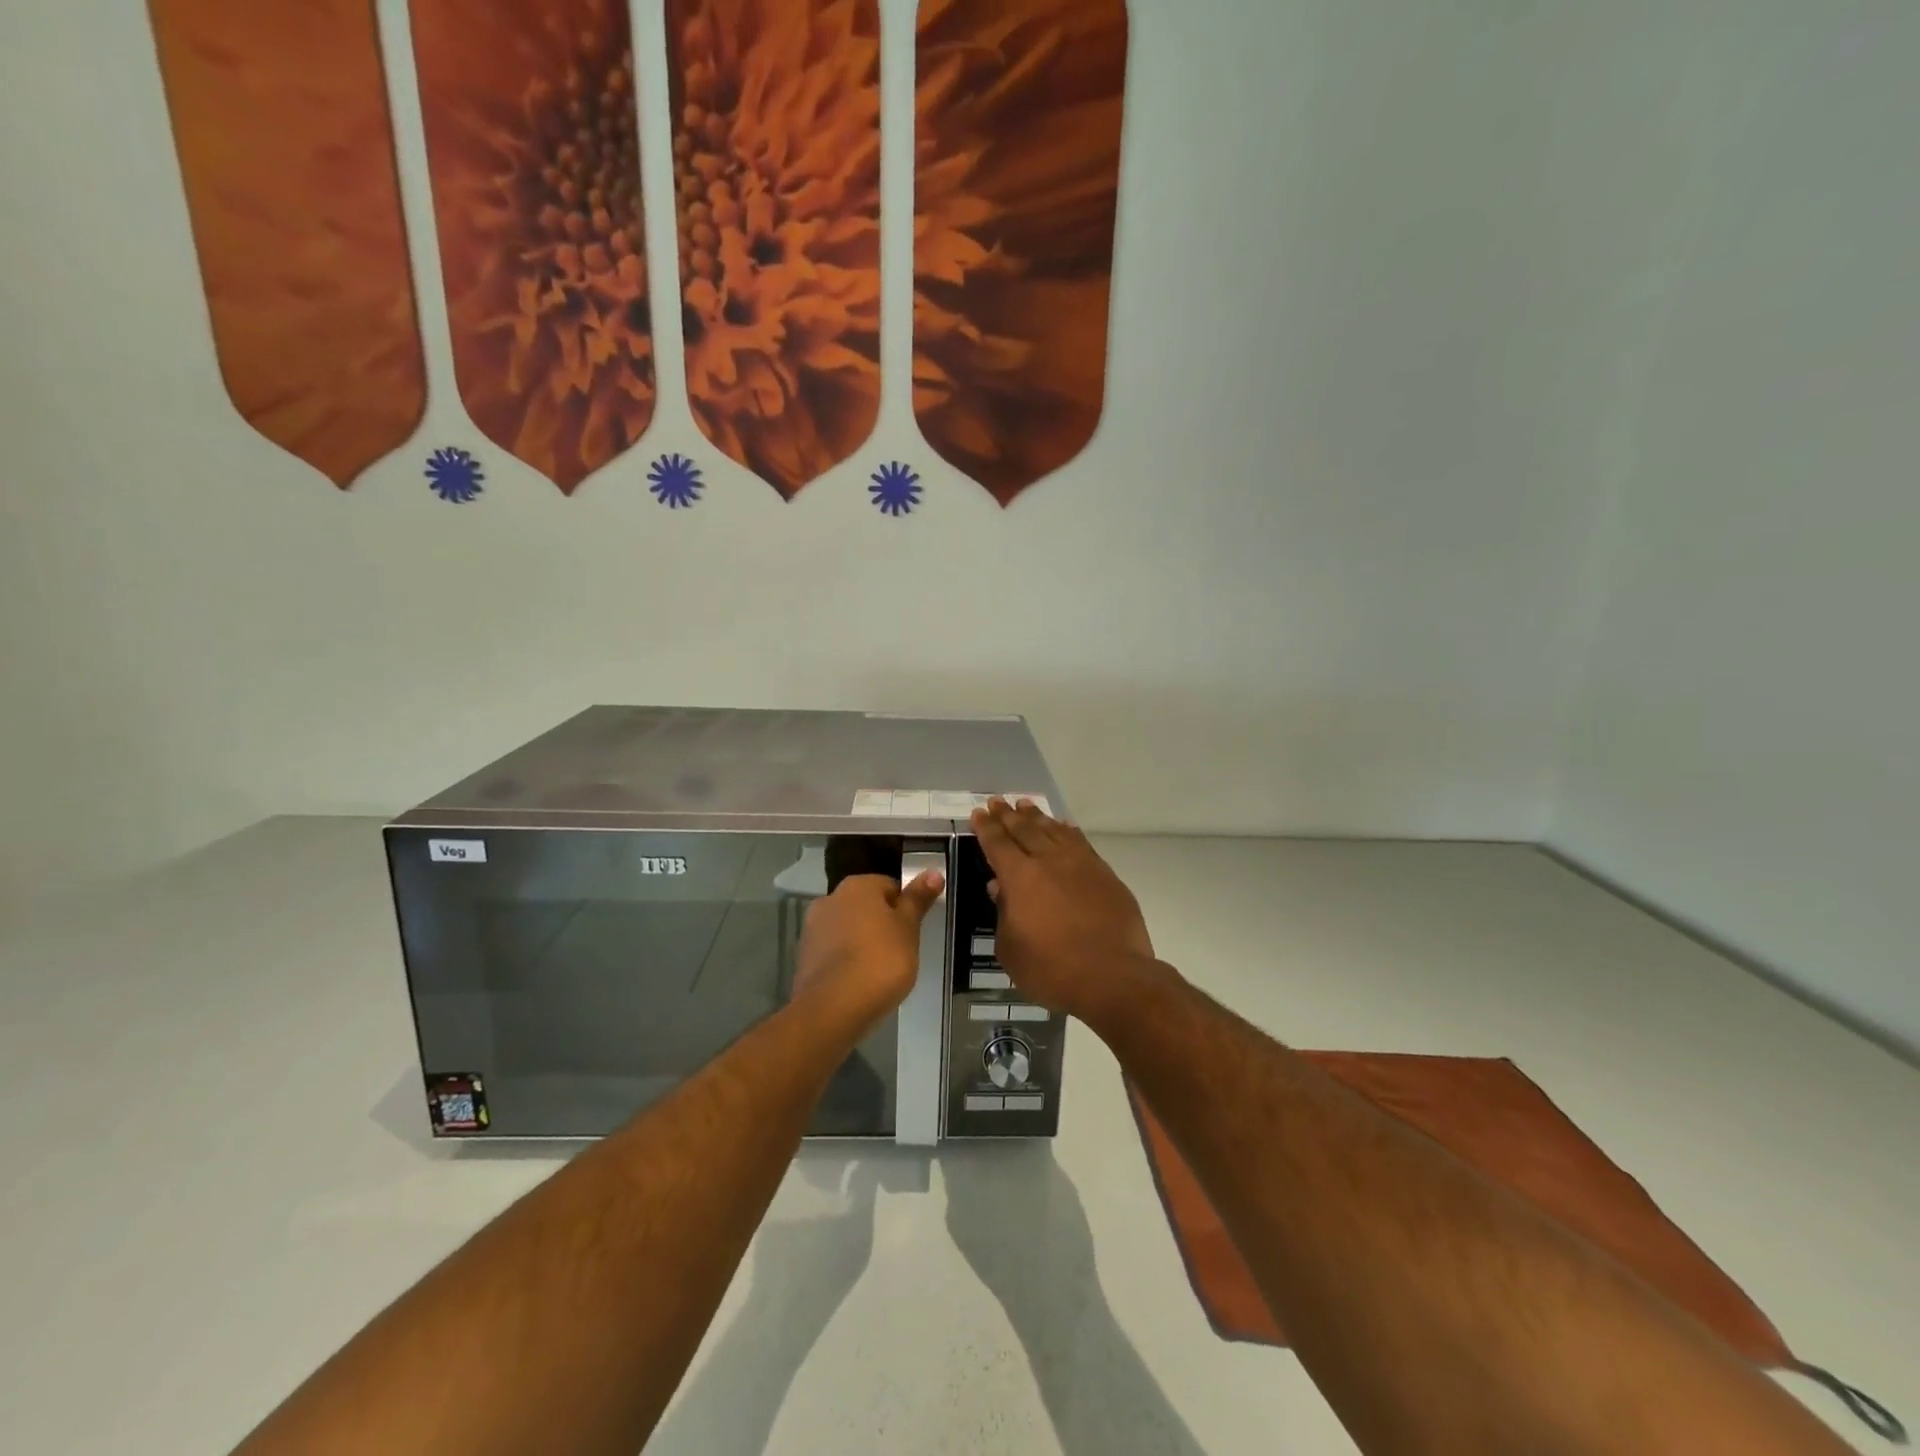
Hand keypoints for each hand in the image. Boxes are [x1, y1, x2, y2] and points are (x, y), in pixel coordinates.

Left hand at [792, 870, 945, 1033]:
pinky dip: (845, 961)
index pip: (889, 886)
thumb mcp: (908, 928)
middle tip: (900, 951)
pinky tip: (858, 982)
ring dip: (861, 942)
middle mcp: (831, 899)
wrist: (833, 1009)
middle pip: (866, 906)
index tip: (913, 932)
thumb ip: (918, 899)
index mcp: (858, 886)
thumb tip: (933, 871)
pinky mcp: (804, 957)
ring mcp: (812, 928)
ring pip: (847, 929)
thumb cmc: (880, 961)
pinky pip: (833, 952)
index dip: (905, 908)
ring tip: (879, 971)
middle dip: (881, 924)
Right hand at [970, 799, 1155, 1020]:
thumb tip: (1000, 888)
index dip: (986, 827)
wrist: (1113, 977)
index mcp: (1020, 878)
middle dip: (1008, 815)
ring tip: (1026, 805)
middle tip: (997, 801)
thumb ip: (1004, 914)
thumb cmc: (1052, 970)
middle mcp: (1049, 861)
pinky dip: (1068, 830)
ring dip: (1037, 817)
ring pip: (1054, 831)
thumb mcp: (1011, 949)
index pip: (998, 844)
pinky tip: (1064, 826)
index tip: (979, 812)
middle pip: (1025, 830)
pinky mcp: (1105, 874)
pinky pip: (1081, 842)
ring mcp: (1081, 865)